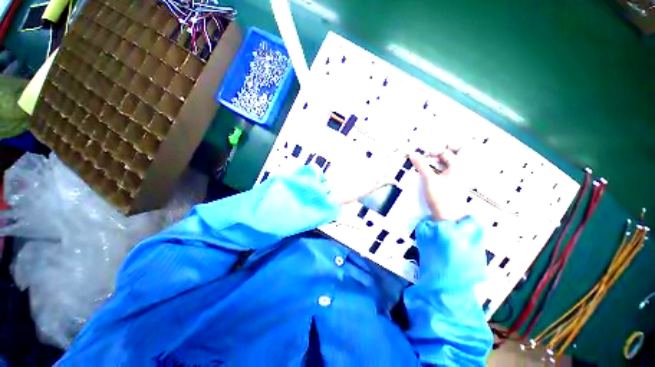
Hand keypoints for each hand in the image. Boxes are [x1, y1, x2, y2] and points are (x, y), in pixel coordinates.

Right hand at [409, 148, 466, 220]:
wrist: (448, 216)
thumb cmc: (440, 196)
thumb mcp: (429, 179)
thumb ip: (421, 165)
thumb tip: (413, 154)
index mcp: (458, 166)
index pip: (446, 152)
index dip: (433, 152)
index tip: (423, 156)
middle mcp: (462, 170)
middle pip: (452, 156)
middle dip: (440, 154)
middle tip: (430, 157)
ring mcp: (461, 178)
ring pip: (451, 164)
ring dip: (440, 162)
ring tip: (430, 165)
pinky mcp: (457, 185)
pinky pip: (451, 172)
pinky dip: (442, 170)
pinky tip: (434, 174)